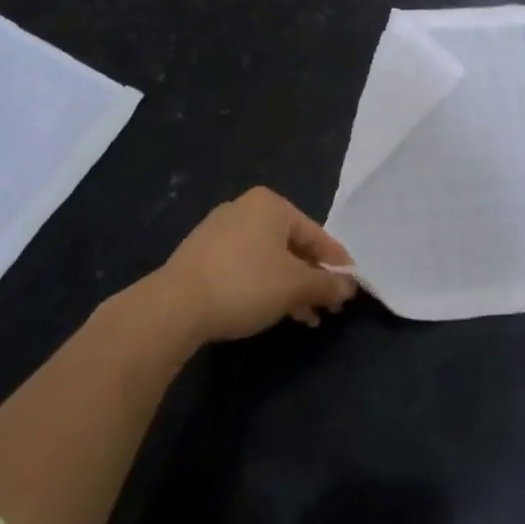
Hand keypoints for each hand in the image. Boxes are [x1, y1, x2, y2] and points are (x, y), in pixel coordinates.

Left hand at [149, 187, 358, 343]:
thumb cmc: (245, 284)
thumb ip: (327, 284)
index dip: (336, 263)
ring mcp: (219, 230)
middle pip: (292, 245)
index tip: (350, 287)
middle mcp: (245, 208)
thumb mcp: (295, 286)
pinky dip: (263, 286)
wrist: (174, 306)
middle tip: (326, 308)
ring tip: (304, 318)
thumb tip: (349, 287)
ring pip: (268, 259)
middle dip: (311, 279)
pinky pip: (245, 266)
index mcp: (271, 205)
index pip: (316, 234)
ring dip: (289, 287)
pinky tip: (271, 311)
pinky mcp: (201, 254)